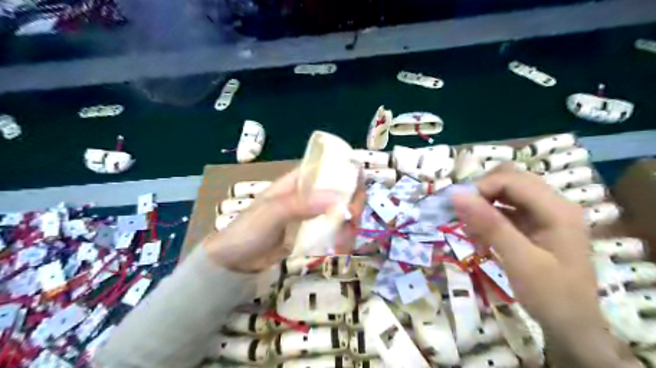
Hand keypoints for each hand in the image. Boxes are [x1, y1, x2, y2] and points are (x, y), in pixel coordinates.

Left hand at [202, 168, 363, 273]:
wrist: (235, 261)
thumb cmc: (249, 230)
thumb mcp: (273, 213)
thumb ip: (303, 205)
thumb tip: (339, 201)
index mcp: (298, 182)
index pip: (328, 169)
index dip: (347, 173)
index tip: (358, 190)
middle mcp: (308, 195)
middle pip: (341, 191)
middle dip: (352, 204)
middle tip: (353, 221)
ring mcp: (312, 215)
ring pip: (341, 212)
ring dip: (349, 225)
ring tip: (344, 242)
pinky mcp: (312, 233)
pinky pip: (334, 231)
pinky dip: (341, 238)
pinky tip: (340, 248)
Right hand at [451, 164, 640, 367]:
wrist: (573, 326)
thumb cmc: (550, 295)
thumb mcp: (518, 260)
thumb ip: (489, 225)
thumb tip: (457, 195)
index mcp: (556, 209)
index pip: (511, 180)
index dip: (481, 188)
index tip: (457, 208)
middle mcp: (554, 204)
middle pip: (510, 181)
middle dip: (482, 194)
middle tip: (463, 216)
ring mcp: (546, 214)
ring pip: (507, 193)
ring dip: (485, 206)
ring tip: (472, 230)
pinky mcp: (537, 225)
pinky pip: (508, 209)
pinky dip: (490, 218)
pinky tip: (481, 236)